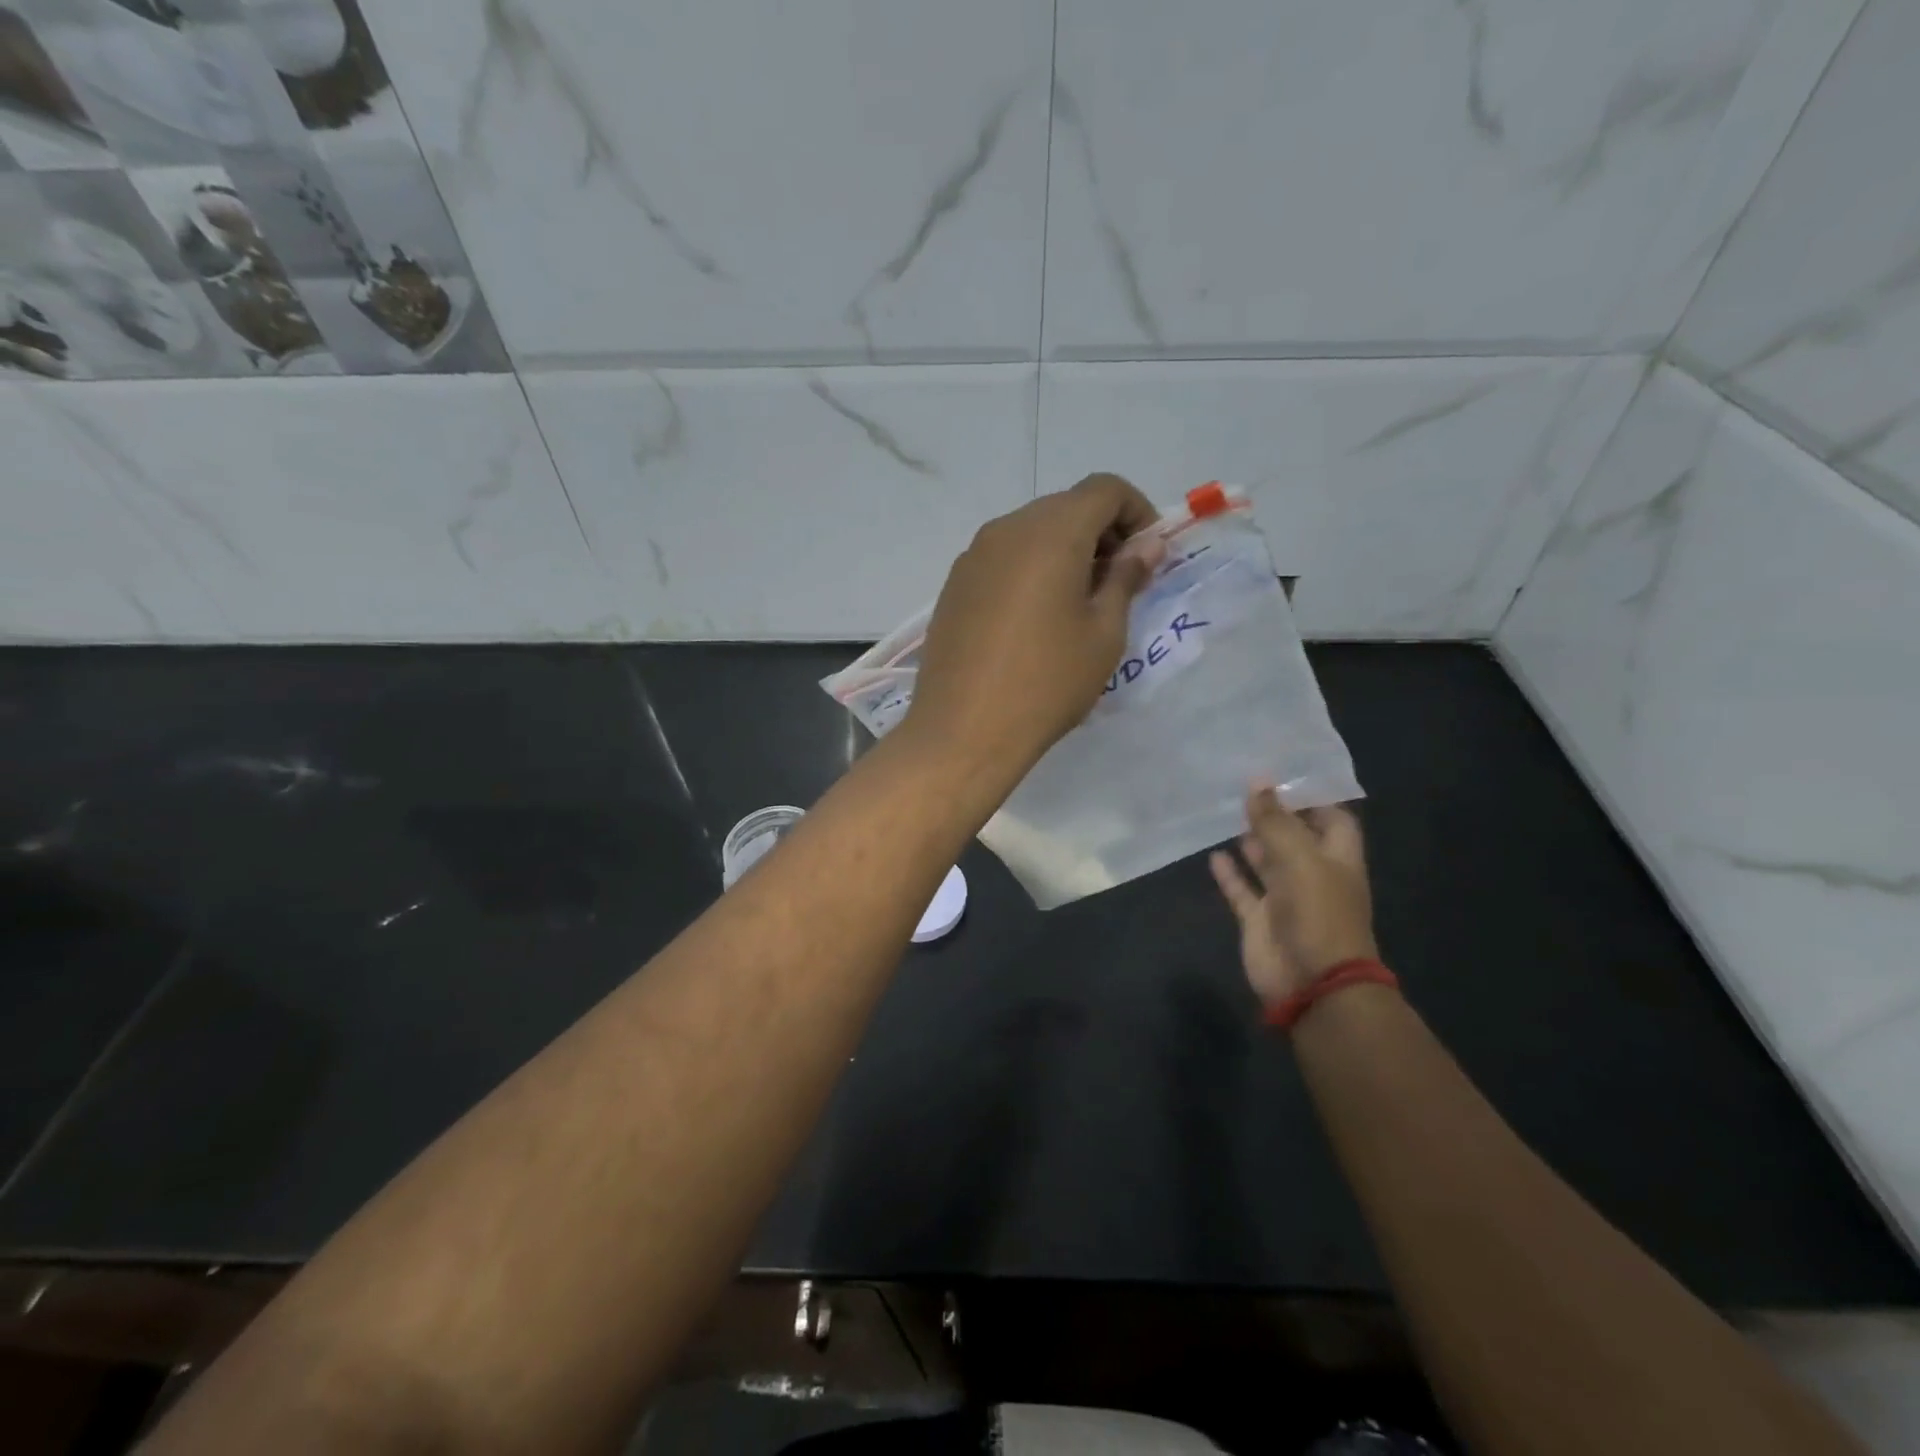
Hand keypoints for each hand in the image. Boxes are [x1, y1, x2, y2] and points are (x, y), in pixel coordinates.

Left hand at [906, 473, 1162, 781]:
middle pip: (1066, 506)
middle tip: (1119, 582)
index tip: (1148, 555)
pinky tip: (1035, 618)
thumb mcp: (1103, 634)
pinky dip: (1031, 569)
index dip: (1137, 511)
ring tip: (1078, 603)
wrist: (964, 730)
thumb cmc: (1047, 683)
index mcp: (1051, 532)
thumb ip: (1125, 578)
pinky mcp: (954, 585)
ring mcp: (973, 556)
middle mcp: (1007, 529)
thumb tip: (1143, 547)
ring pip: (1031, 531)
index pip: (1104, 489)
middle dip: (1101, 532)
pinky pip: (1003, 558)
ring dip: (1065, 551)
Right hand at [1210, 787, 1376, 1003]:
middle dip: (1273, 814)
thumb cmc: (1318, 913)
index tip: (1280, 773)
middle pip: (1295, 837)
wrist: (1312, 983)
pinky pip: (1242, 891)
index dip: (1310, 797)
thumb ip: (1275, 820)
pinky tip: (1213, 854)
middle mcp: (1313, 875)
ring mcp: (1285, 899)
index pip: (1331, 818)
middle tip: (1242, 784)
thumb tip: (1257, 780)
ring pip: (1266, 862)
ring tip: (1225, 811)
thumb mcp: (1300, 858)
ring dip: (1250, 840)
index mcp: (1337, 858)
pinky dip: (1229, 874)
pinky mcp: (1259, 920)